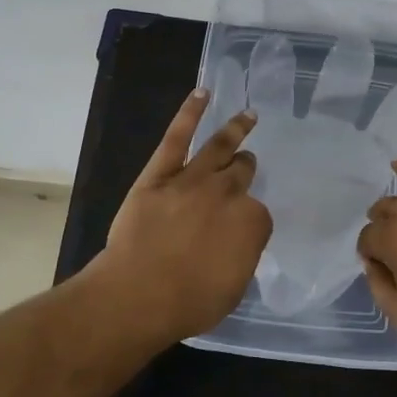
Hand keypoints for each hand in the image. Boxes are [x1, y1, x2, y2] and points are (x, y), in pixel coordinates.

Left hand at [93, 88, 272, 342]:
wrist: (139, 294)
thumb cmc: (189, 302)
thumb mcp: (233, 288)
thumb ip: (241, 256)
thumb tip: (236, 242)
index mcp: (252, 222)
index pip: (258, 214)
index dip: (248, 221)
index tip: (239, 231)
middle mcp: (228, 193)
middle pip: (242, 174)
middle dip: (244, 170)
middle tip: (245, 167)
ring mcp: (193, 179)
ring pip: (220, 147)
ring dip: (236, 129)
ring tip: (247, 115)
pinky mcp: (160, 173)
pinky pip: (177, 136)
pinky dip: (190, 113)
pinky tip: (202, 94)